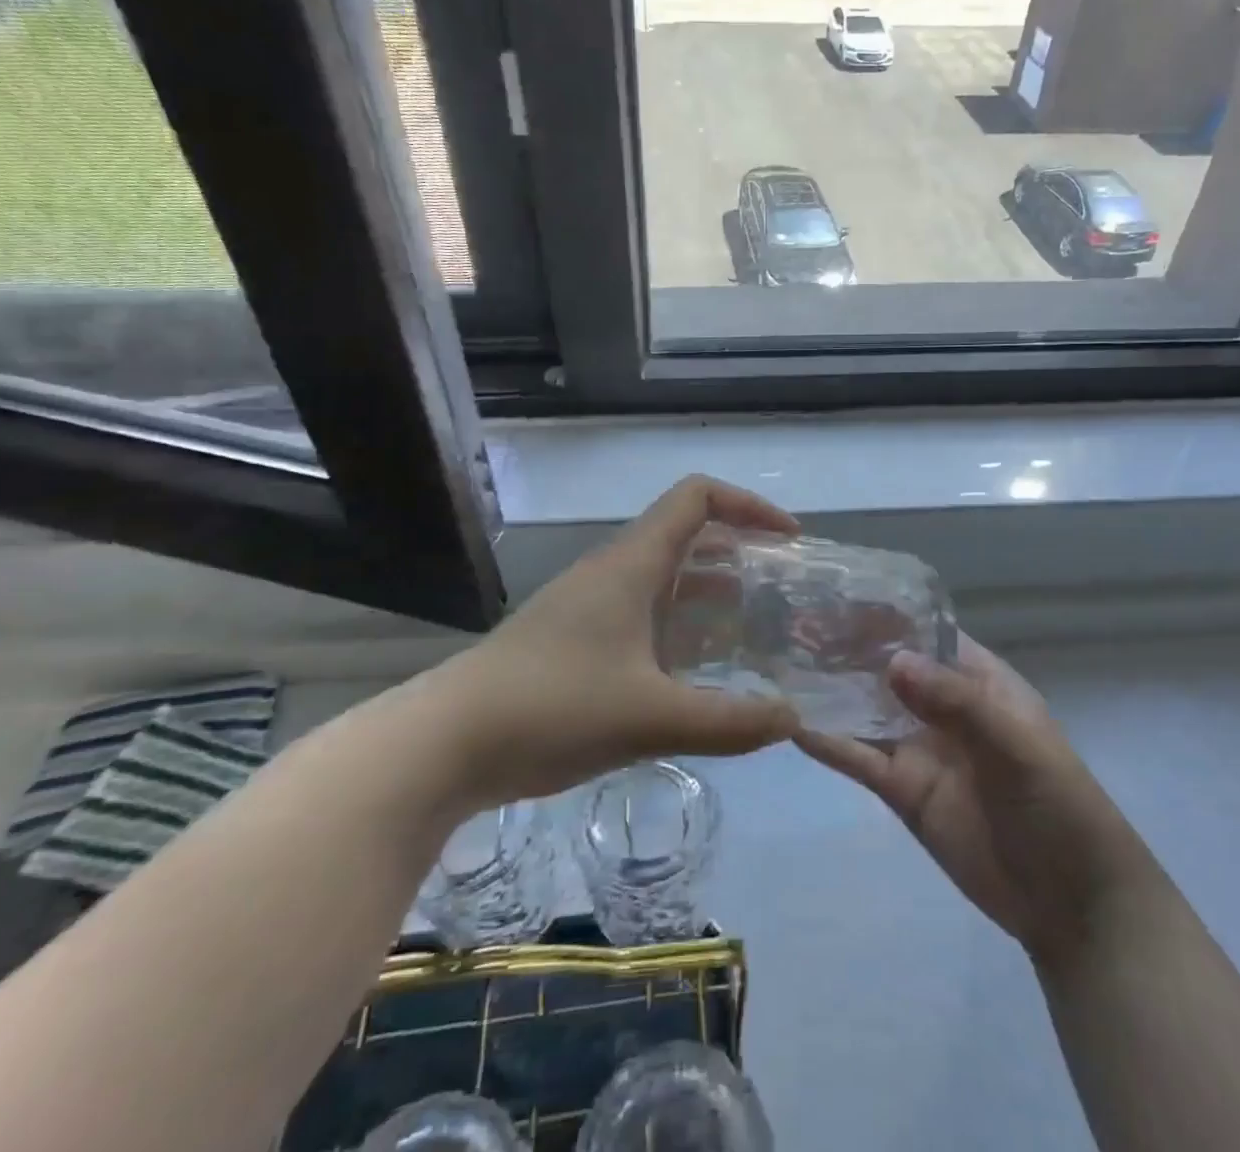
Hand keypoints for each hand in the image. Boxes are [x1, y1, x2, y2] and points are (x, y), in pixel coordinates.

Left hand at [416, 476, 802, 811]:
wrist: (447, 742)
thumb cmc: (553, 708)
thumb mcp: (651, 717)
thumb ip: (729, 721)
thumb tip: (792, 721)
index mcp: (631, 564)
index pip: (697, 498)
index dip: (748, 505)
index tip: (788, 539)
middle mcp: (611, 571)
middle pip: (684, 534)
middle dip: (737, 551)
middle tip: (779, 589)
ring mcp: (587, 604)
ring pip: (661, 577)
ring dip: (708, 592)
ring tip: (751, 628)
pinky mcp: (572, 638)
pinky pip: (640, 613)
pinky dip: (677, 626)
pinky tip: (694, 672)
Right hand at [797, 635, 1157, 966]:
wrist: (1073, 905)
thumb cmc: (1059, 806)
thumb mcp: (1015, 745)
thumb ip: (955, 702)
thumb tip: (891, 662)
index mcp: (979, 681)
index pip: (926, 634)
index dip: (886, 615)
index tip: (836, 594)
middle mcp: (944, 707)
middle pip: (888, 669)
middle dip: (847, 649)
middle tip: (793, 625)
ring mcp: (920, 748)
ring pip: (868, 710)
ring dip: (832, 691)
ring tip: (782, 664)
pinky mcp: (903, 790)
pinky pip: (861, 759)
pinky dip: (830, 742)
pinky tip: (793, 725)